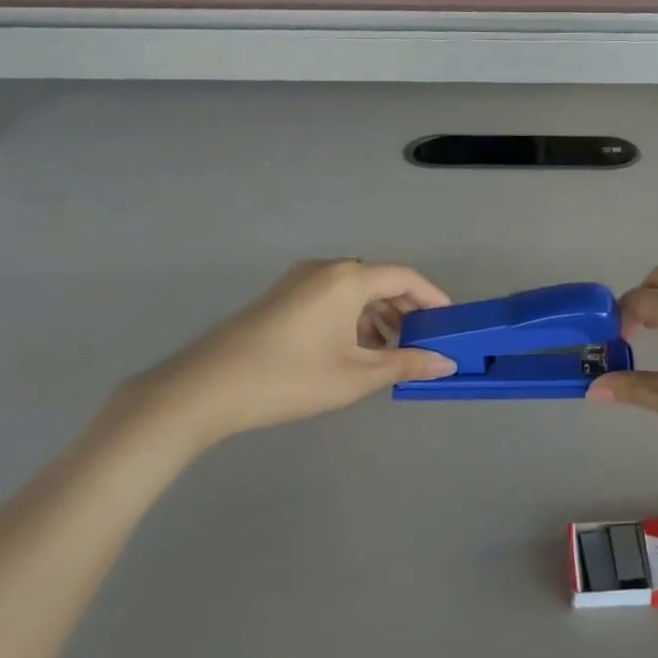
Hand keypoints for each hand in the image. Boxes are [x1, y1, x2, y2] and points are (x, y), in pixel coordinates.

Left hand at [122, 259, 455, 452]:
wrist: (206, 388)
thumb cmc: (291, 378)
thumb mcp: (356, 376)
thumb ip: (405, 364)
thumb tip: (446, 363)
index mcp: (348, 278)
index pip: (405, 277)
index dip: (433, 297)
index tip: (451, 322)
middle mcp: (325, 269)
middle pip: (379, 280)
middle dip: (406, 309)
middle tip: (424, 340)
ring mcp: (298, 281)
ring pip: (353, 291)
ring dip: (378, 316)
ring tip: (392, 351)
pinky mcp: (281, 297)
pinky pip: (331, 298)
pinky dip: (352, 318)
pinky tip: (354, 350)